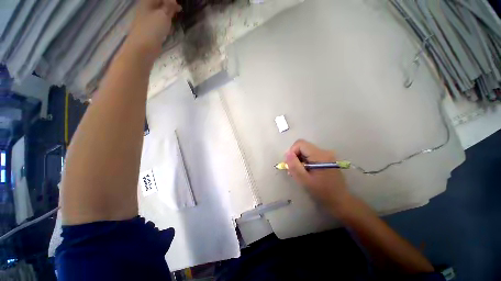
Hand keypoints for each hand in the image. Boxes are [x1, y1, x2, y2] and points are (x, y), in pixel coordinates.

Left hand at [127, 0, 181, 58]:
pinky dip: (165, 24)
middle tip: (178, 11)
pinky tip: (169, 29)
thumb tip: (173, 2)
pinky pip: (159, 23)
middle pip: (158, 4)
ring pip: (159, 14)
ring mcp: (147, 20)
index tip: (178, 6)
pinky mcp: (150, 30)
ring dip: (167, 16)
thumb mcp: (163, 15)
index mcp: (147, 2)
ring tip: (175, 19)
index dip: (170, 0)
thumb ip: (169, 7)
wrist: (143, 47)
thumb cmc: (153, 29)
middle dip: (169, 6)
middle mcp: (146, 9)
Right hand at [285, 139, 350, 212]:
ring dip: (299, 160)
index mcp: (320, 155)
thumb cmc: (322, 192)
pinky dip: (304, 162)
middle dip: (295, 156)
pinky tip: (304, 172)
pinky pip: (311, 155)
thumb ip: (294, 165)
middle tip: (292, 170)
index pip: (300, 143)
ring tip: (298, 173)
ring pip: (306, 151)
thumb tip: (287, 153)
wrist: (340, 201)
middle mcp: (324, 151)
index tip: (290, 164)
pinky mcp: (326, 159)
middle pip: (303, 147)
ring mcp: (326, 155)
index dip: (292, 151)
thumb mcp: (304, 180)